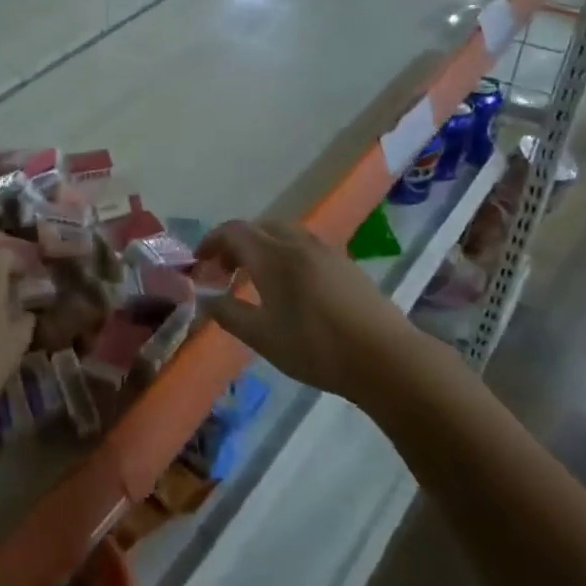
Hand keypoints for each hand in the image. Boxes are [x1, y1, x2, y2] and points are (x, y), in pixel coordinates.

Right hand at [196, 220, 430, 398]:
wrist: (385, 358)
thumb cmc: (315, 348)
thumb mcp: (262, 337)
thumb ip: (228, 313)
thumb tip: (206, 298)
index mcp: (273, 257)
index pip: (233, 231)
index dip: (211, 242)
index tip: (200, 263)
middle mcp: (298, 244)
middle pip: (259, 226)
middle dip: (236, 243)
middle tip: (225, 270)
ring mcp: (326, 251)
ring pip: (285, 233)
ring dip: (263, 246)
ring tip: (256, 277)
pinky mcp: (346, 264)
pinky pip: (305, 245)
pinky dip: (286, 253)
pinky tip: (291, 286)